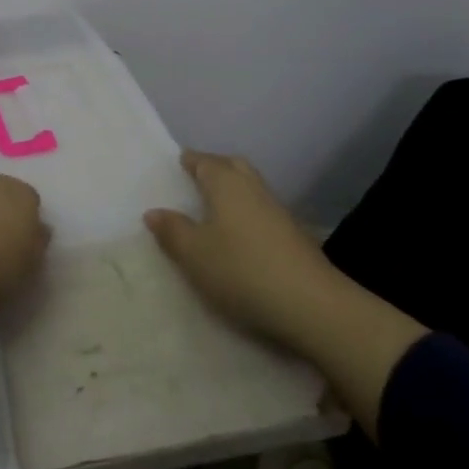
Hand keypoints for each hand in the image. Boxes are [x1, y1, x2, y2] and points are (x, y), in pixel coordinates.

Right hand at [146, 148, 427, 438]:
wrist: (314, 307)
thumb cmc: (242, 270)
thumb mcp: (194, 254)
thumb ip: (172, 231)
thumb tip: (154, 212)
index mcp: (226, 183)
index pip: (203, 160)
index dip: (188, 161)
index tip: (175, 166)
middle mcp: (253, 188)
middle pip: (232, 166)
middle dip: (213, 168)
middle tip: (194, 181)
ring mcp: (279, 212)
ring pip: (250, 189)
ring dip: (232, 193)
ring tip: (212, 211)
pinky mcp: (295, 237)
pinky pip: (262, 212)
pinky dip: (248, 215)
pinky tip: (240, 238)